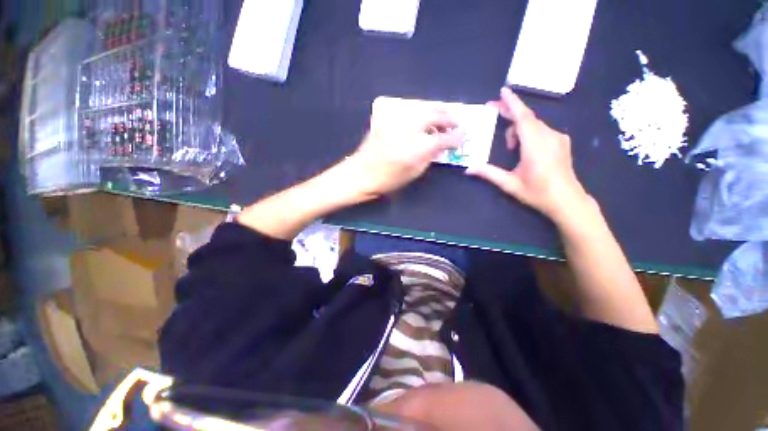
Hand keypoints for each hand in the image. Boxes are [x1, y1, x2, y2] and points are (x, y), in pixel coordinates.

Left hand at [341, 110, 462, 198]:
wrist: (361, 173)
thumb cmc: (388, 178)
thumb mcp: (414, 172)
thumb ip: (431, 155)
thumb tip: (443, 144)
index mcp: (414, 148)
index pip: (442, 137)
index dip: (456, 136)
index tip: (464, 135)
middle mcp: (406, 129)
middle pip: (433, 114)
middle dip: (448, 117)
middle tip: (456, 122)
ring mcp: (394, 119)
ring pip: (421, 106)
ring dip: (435, 110)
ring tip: (442, 117)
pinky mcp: (386, 116)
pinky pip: (408, 107)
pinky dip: (420, 110)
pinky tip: (423, 116)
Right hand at [466, 88, 589, 222]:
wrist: (567, 201)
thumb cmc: (537, 193)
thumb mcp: (510, 184)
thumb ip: (488, 173)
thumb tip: (468, 169)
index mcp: (535, 145)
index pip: (523, 118)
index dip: (512, 103)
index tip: (503, 91)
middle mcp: (548, 136)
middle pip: (527, 118)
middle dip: (510, 112)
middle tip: (493, 111)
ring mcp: (558, 138)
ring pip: (534, 124)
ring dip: (518, 128)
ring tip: (509, 147)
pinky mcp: (562, 142)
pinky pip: (541, 129)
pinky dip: (528, 132)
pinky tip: (523, 147)